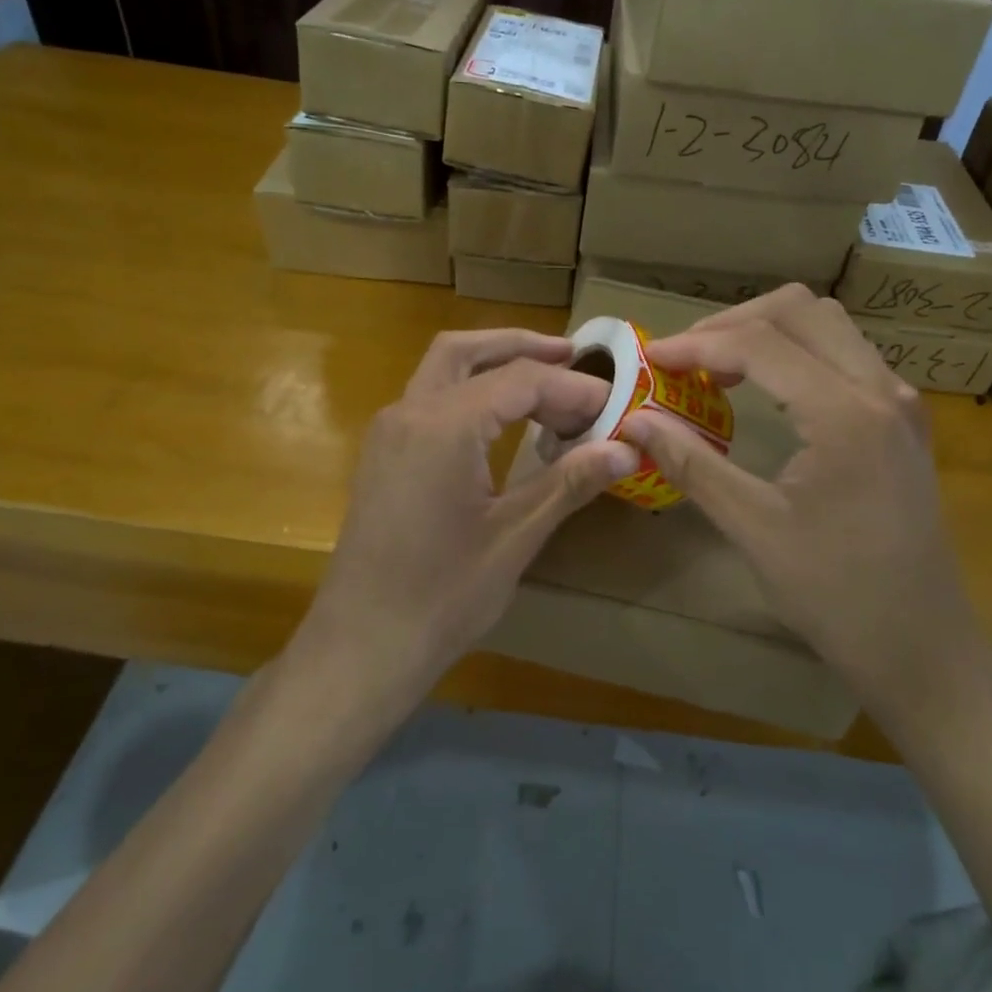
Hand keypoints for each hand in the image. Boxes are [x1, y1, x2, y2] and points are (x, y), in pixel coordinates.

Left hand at [295, 329, 635, 709]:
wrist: (363, 644)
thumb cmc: (443, 595)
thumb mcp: (516, 536)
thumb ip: (570, 482)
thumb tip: (627, 449)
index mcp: (443, 426)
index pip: (520, 381)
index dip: (572, 388)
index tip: (614, 405)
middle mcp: (409, 413)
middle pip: (467, 351)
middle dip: (522, 346)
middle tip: (574, 355)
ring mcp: (389, 432)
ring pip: (442, 369)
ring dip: (492, 364)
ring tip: (545, 381)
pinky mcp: (383, 455)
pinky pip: (430, 399)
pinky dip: (470, 392)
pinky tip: (501, 421)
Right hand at [618, 287, 991, 731]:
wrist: (921, 646)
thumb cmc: (835, 595)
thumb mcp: (753, 528)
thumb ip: (692, 464)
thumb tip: (636, 420)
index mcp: (844, 414)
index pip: (760, 343)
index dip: (697, 344)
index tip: (651, 359)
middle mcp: (881, 390)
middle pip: (800, 310)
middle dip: (733, 323)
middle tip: (685, 359)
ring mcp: (900, 402)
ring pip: (828, 324)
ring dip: (768, 331)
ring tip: (718, 367)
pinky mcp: (904, 420)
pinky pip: (847, 354)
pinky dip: (798, 352)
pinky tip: (766, 387)